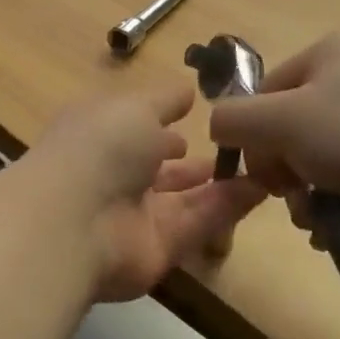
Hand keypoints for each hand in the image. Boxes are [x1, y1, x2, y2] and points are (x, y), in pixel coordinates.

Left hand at [26, 78, 266, 302]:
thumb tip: (187, 91)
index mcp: (99, 134)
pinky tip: (263, 188)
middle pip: (157, 168)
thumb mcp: (135, 107)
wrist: (76, 221)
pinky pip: (198, 223)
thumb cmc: (100, 146)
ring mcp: (134, 214)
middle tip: (236, 148)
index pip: (132, 127)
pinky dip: (228, 207)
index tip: (196, 114)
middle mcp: (113, 175)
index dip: (161, 123)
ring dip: (219, 183)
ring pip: (183, 198)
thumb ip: (165, 101)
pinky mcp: (158, 248)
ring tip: (261, 166)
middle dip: (189, 160)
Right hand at [207, 33, 339, 241]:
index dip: (253, 136)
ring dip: (304, 190)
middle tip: (291, 198)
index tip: (263, 175)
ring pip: (317, 153)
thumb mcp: (280, 122)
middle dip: (282, 168)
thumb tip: (218, 128)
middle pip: (289, 124)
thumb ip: (232, 120)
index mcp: (329, 51)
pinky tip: (337, 223)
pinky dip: (336, 197)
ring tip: (315, 218)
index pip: (264, 93)